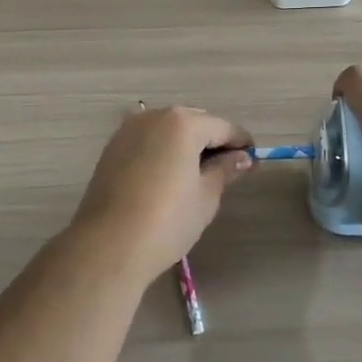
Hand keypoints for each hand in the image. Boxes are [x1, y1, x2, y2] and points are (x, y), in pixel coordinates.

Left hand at [69, 106, 253, 283]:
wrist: (108, 245)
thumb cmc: (167, 220)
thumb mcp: (206, 196)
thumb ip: (225, 170)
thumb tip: (242, 158)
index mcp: (183, 122)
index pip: (223, 127)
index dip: (241, 144)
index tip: (253, 162)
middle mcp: (154, 116)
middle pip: (195, 123)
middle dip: (213, 142)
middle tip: (228, 170)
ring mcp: (129, 130)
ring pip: (169, 130)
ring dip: (186, 145)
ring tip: (198, 175)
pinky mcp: (112, 148)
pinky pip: (149, 141)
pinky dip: (163, 151)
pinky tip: (169, 176)